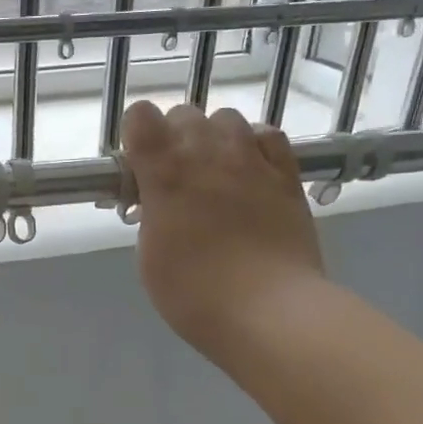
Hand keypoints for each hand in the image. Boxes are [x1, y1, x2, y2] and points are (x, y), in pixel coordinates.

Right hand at [121, 102, 325, 363]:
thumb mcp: (149, 256)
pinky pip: (268, 136)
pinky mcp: (286, 174)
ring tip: (214, 172)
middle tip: (173, 178)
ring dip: (213, 137)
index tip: (137, 166)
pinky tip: (250, 170)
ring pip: (226, 118)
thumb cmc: (194, 293)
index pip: (141, 116)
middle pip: (184, 113)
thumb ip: (151, 215)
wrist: (269, 310)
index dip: (136, 135)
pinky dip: (254, 145)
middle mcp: (207, 152)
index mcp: (165, 172)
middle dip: (172, 137)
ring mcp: (252, 160)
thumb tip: (158, 201)